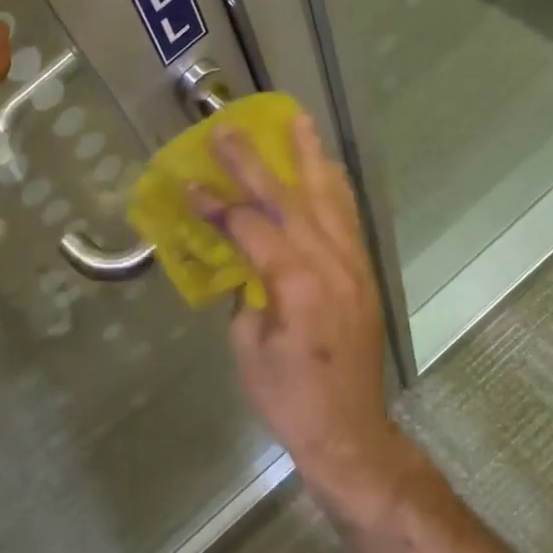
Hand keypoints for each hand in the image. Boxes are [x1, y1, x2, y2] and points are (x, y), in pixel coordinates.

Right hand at [198, 115, 402, 491]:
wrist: (348, 432)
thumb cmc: (287, 396)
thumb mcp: (247, 345)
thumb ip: (247, 291)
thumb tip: (246, 262)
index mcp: (296, 281)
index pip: (250, 226)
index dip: (216, 205)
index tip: (190, 185)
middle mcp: (330, 262)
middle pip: (289, 198)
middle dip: (255, 162)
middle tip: (229, 130)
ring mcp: (353, 265)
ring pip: (328, 198)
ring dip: (309, 157)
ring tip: (297, 121)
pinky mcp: (363, 273)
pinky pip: (347, 218)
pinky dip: (334, 187)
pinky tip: (326, 168)